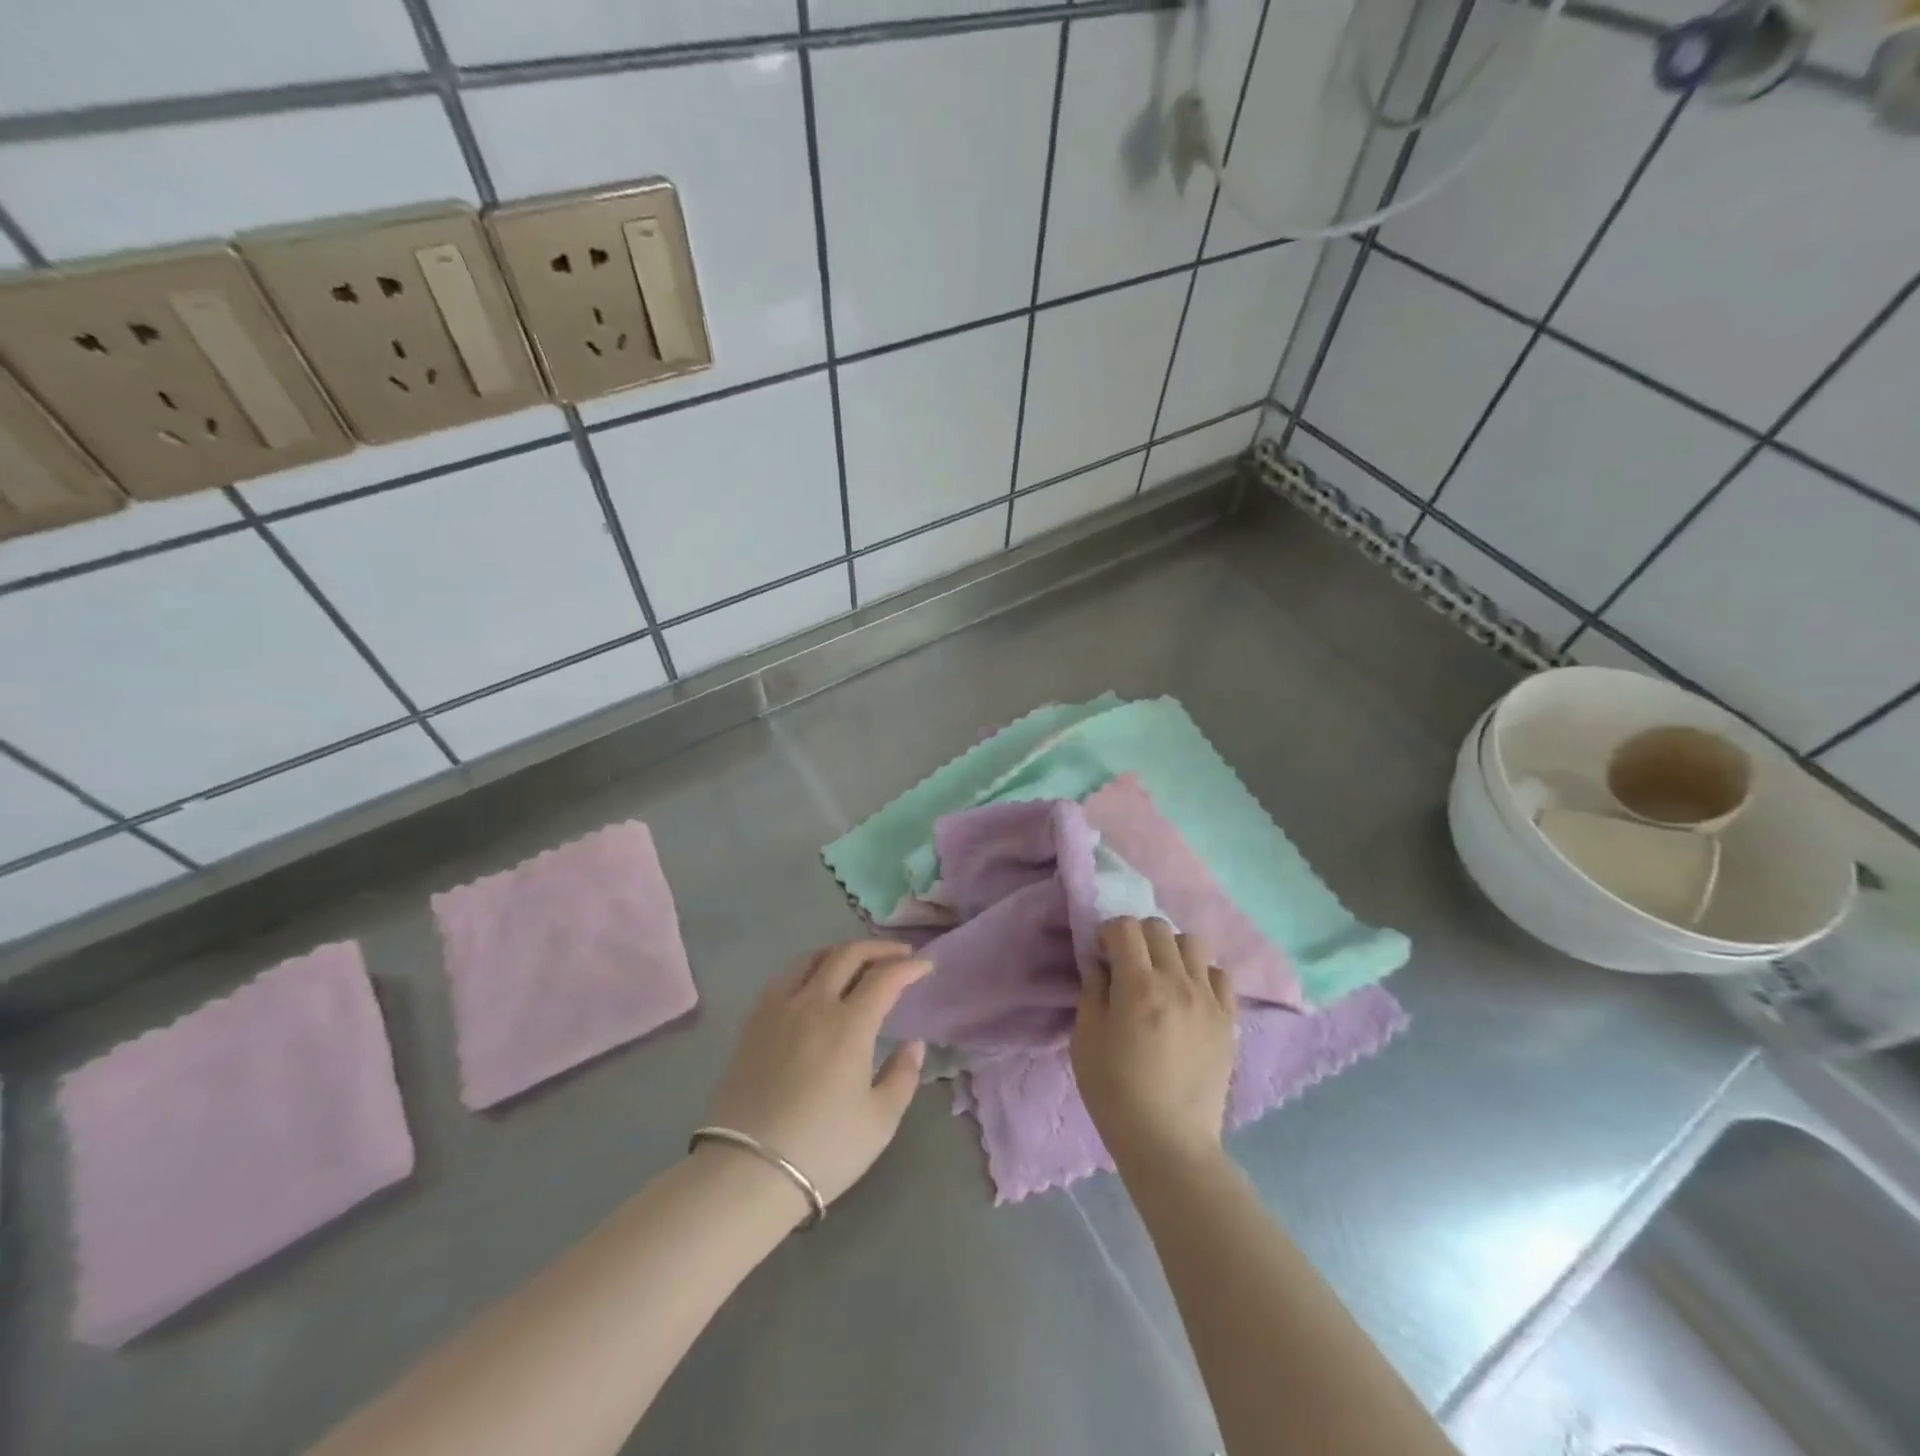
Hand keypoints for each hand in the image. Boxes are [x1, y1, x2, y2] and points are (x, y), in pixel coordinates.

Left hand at [706, 940, 928, 1214]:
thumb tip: (912, 1043)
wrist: (746, 1173)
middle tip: (899, 955)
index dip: (909, 967)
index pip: (885, 977)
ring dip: (842, 952)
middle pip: (848, 954)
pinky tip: (815, 981)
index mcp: (849, 1025)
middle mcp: (814, 1003)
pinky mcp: (754, 1021)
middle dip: (879, 949)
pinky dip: (809, 967)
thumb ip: (903, 1075)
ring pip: (813, 958)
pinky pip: (785, 976)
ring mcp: (779, 1008)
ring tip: (859, 961)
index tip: (925, 967)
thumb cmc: (823, 1149)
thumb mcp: (880, 1121)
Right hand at [1072, 917, 1234, 1167]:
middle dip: (1136, 936)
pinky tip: (1187, 995)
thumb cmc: (1115, 1093)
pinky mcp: (1227, 1020)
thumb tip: (1101, 964)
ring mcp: (1208, 1000)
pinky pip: (1219, 974)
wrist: (1168, 1142)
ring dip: (1170, 949)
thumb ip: (1092, 991)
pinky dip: (1200, 974)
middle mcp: (1178, 982)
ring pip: (1193, 943)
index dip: (1108, 932)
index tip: (1101, 954)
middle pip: (1159, 927)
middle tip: (1126, 963)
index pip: (1126, 927)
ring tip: (1160, 976)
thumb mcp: (1085, 1040)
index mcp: (1139, 986)